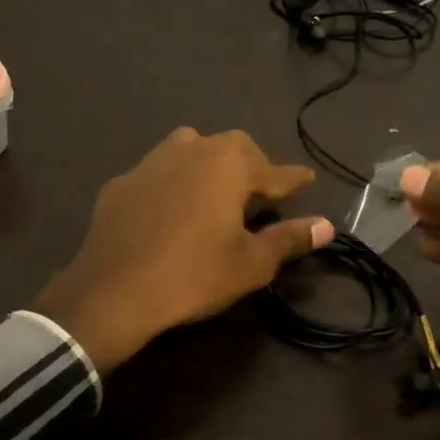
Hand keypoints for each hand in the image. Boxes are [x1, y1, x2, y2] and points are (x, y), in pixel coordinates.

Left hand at [34, 128, 331, 373]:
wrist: (112, 291)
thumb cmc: (194, 274)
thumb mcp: (251, 263)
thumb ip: (289, 238)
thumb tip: (327, 226)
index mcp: (229, 165)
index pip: (274, 169)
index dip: (293, 178)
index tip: (308, 178)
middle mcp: (193, 150)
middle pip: (233, 147)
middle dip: (252, 164)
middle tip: (260, 189)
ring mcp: (152, 162)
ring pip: (191, 147)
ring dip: (209, 162)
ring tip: (215, 188)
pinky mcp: (122, 182)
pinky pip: (158, 172)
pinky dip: (173, 182)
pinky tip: (170, 208)